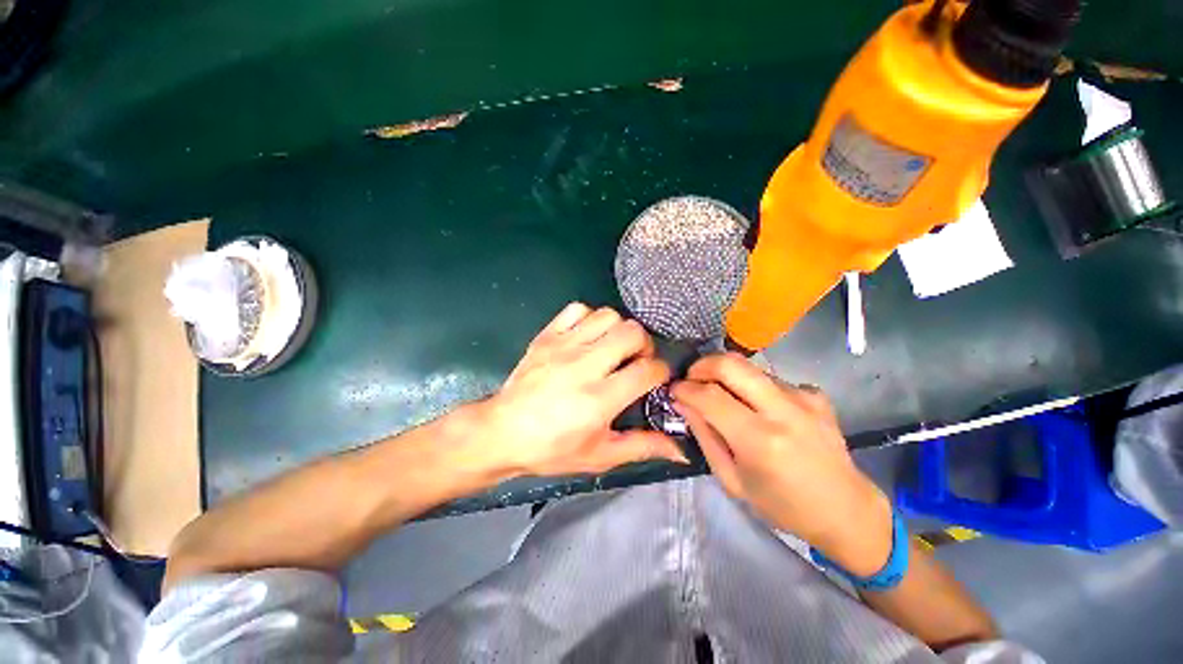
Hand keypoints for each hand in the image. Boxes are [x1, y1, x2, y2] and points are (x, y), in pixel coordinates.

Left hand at [477, 302, 686, 477]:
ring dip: (618, 330)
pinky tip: (587, 337)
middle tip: (634, 362)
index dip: (661, 372)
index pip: (648, 370)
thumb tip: (681, 451)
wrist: (502, 432)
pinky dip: (589, 318)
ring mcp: (563, 346)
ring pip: (608, 315)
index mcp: (600, 398)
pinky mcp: (547, 336)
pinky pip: (577, 309)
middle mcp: (585, 365)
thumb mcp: (600, 456)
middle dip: (644, 346)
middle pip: (633, 333)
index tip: (655, 380)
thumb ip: (642, 447)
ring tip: (611, 348)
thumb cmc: (552, 449)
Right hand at [671, 353, 892, 575]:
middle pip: (731, 363)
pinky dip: (752, 388)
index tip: (673, 390)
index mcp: (759, 440)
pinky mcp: (815, 393)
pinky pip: (770, 379)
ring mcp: (803, 397)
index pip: (709, 396)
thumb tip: (682, 403)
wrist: (845, 510)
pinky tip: (758, 409)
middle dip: (701, 365)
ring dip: (727, 377)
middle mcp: (783, 410)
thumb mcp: (731, 480)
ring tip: (723, 398)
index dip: (685, 389)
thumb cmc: (781, 506)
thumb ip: (704, 436)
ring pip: (749, 368)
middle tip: (691, 379)